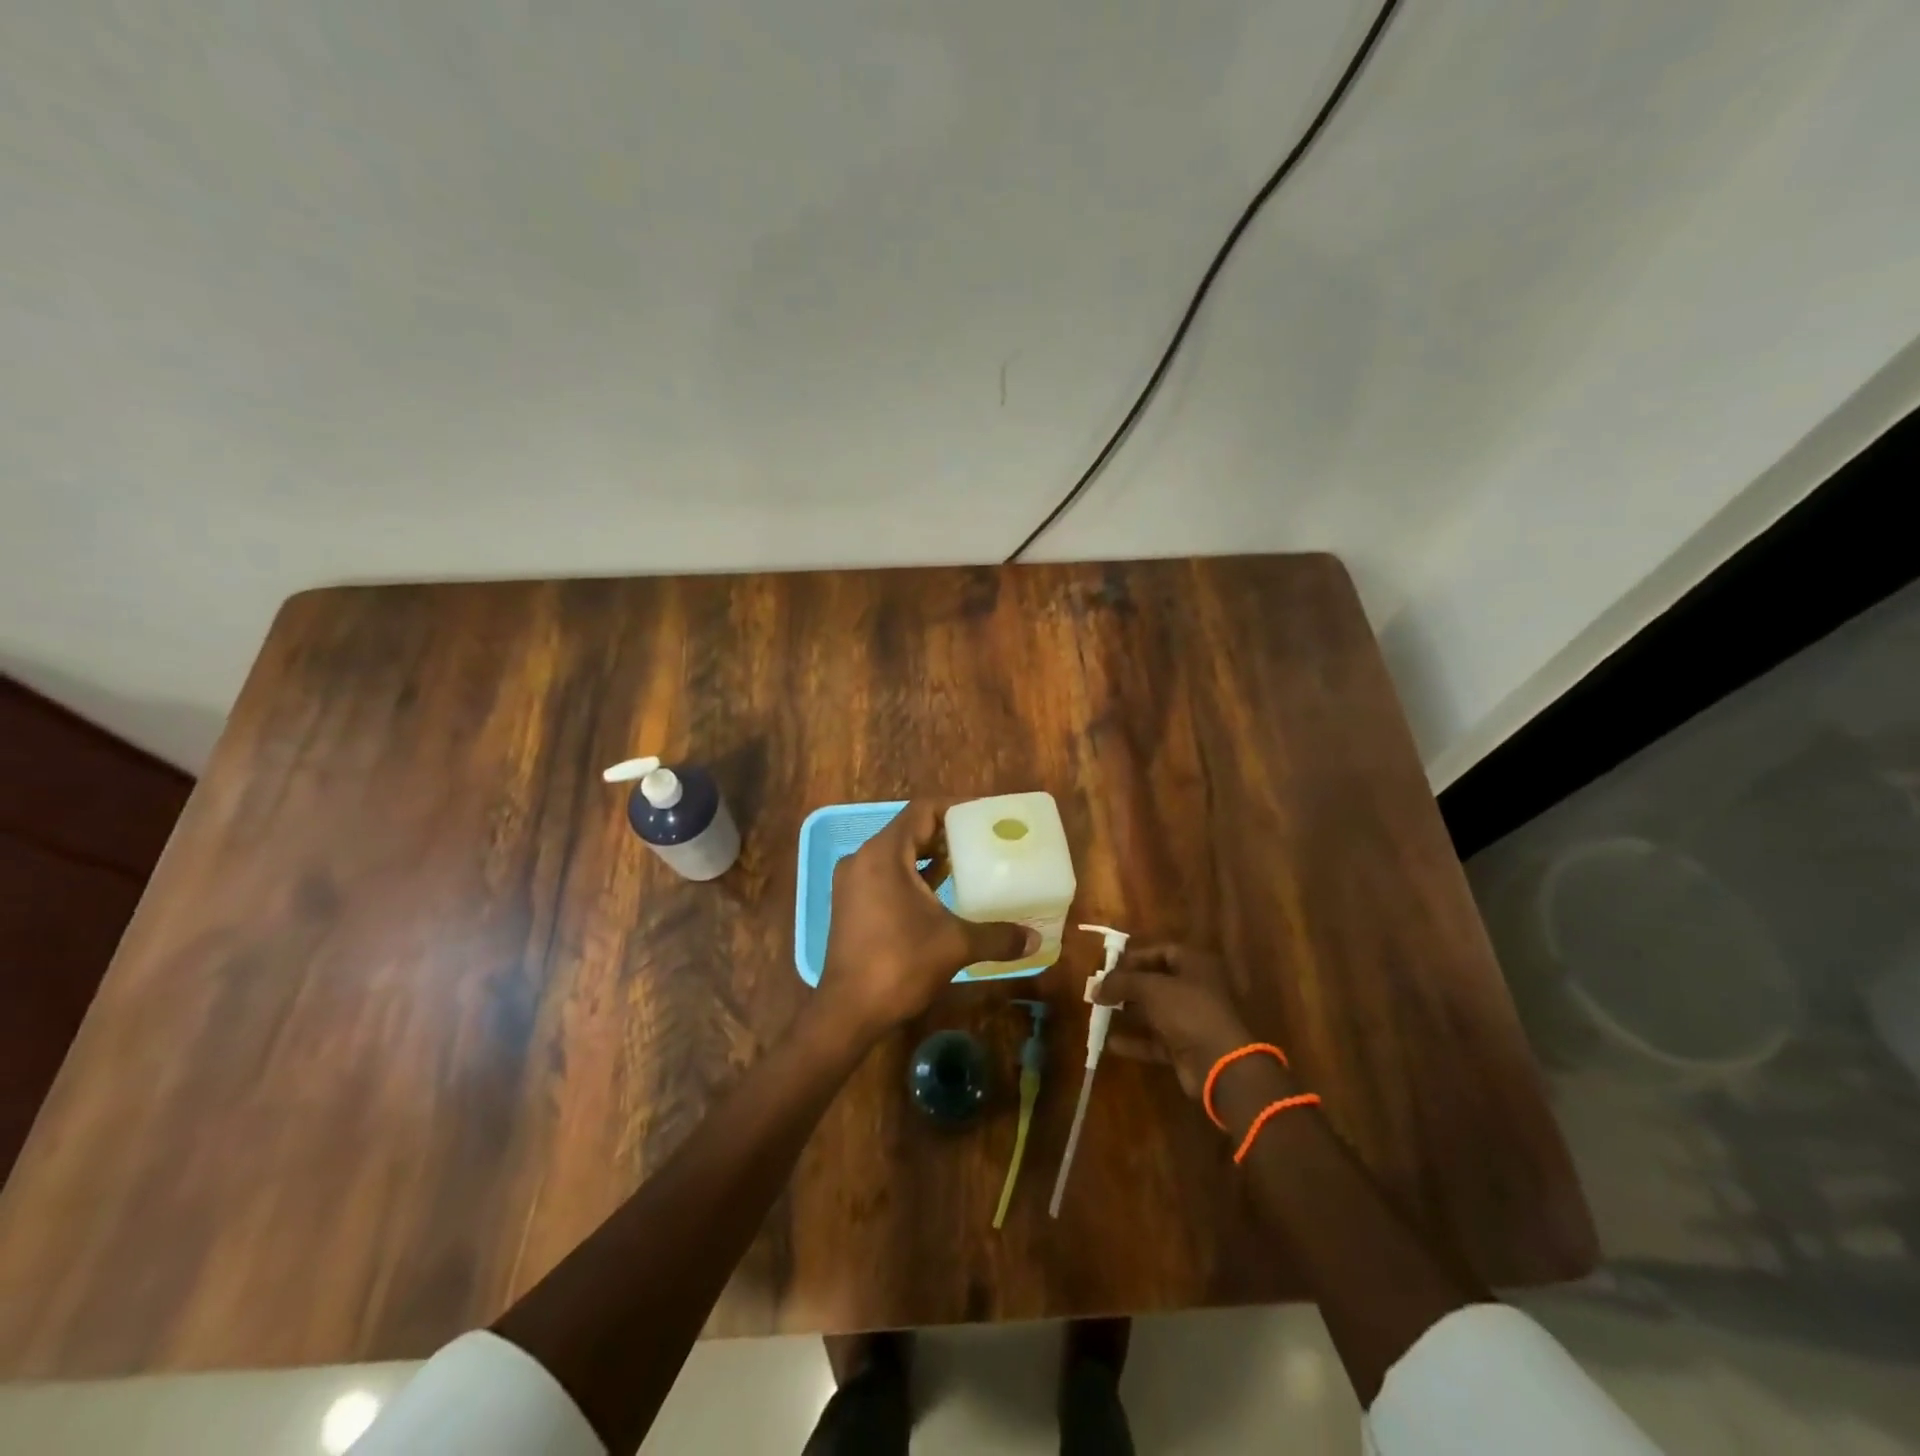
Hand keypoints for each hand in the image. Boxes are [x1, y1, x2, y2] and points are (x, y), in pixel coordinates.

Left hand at [817, 799, 1037, 1041]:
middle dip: (945, 832)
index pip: (921, 811)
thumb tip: (1035, 940)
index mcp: (884, 854)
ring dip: (929, 855)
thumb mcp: (955, 945)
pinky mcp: (851, 904)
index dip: (954, 807)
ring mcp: (853, 882)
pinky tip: (941, 892)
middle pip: (909, 830)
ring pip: (897, 854)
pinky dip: (913, 875)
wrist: (848, 1012)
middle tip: (983, 838)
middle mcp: (863, 859)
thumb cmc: (899, 965)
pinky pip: (886, 874)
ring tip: (968, 862)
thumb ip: (997, 936)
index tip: (984, 815)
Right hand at [1091, 944, 1263, 1100]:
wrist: (1220, 1064)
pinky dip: (1136, 1041)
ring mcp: (1192, 1020)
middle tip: (1101, 990)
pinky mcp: (1186, 1048)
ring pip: (1155, 1012)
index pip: (1162, 952)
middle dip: (1128, 986)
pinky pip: (1156, 1040)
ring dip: (1130, 1013)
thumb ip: (1121, 983)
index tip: (1110, 966)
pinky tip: (1111, 1043)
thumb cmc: (1188, 1011)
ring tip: (1100, 1012)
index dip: (1136, 957)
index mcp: (1196, 965)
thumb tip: (1095, 987)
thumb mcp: (1151, 989)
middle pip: (1157, 982)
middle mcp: (1196, 989)